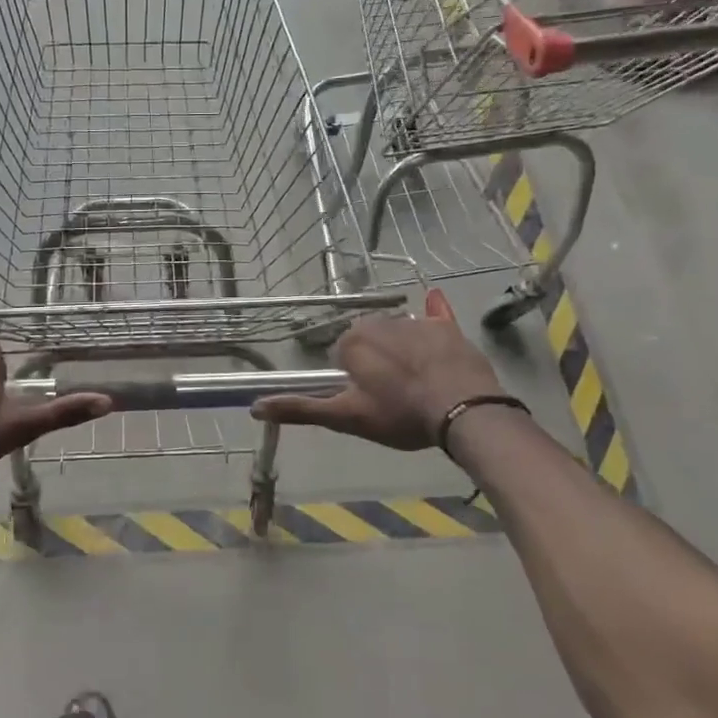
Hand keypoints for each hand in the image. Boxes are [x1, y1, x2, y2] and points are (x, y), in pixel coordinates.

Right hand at [253, 289, 506, 449]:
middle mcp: (380, 321)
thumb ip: (300, 409)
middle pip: (368, 341)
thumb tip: (254, 407)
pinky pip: (435, 315)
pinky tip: (433, 301)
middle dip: (374, 362)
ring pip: (397, 334)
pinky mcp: (447, 327)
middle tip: (389, 395)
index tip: (366, 399)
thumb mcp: (345, 417)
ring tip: (417, 385)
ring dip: (400, 352)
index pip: (341, 356)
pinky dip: (433, 311)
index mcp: (352, 340)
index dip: (351, 379)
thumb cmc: (399, 414)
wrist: (464, 411)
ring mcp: (416, 322)